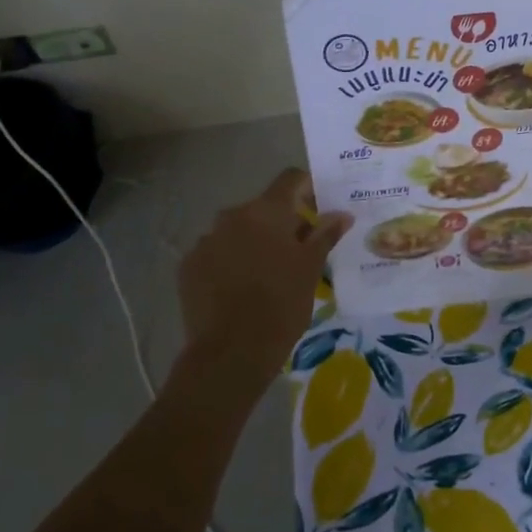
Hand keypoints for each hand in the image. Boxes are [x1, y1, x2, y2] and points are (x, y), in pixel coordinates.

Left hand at [176, 169, 350, 391]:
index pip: (290, 179)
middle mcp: (232, 216)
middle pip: (263, 208)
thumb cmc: (281, 304)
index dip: (307, 188)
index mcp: (266, 211)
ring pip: (238, 231)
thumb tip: (342, 214)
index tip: (320, 208)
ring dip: (255, 243)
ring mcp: (206, 240)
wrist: (231, 352)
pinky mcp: (188, 266)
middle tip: (300, 251)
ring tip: (268, 274)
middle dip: (282, 223)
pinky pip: (216, 253)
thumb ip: (325, 235)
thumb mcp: (311, 269)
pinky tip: (241, 289)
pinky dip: (231, 262)